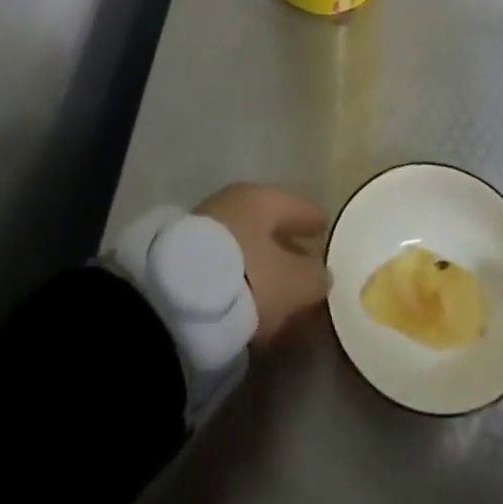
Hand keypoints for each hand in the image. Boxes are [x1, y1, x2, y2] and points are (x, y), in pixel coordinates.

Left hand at [195, 183, 328, 347]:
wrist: (176, 301)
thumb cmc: (247, 277)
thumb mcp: (293, 282)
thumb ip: (314, 276)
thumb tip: (322, 273)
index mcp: (261, 198)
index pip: (296, 205)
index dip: (314, 219)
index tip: (326, 228)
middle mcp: (233, 204)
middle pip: (269, 226)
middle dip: (289, 248)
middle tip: (307, 269)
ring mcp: (207, 230)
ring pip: (248, 249)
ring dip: (265, 269)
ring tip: (282, 296)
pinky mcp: (187, 260)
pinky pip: (228, 268)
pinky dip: (244, 282)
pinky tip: (253, 305)